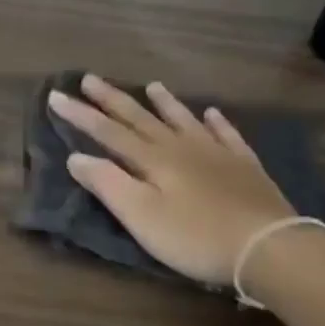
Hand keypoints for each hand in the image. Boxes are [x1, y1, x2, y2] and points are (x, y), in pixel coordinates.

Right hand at [48, 76, 295, 286]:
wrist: (268, 247)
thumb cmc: (194, 237)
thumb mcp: (141, 216)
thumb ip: (108, 184)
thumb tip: (77, 156)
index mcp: (153, 159)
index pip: (108, 132)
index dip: (80, 115)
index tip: (56, 96)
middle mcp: (182, 147)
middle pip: (141, 119)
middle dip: (113, 100)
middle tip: (91, 79)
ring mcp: (217, 154)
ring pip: (183, 120)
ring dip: (164, 103)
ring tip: (151, 85)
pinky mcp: (244, 168)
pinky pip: (227, 135)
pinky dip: (216, 122)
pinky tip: (212, 113)